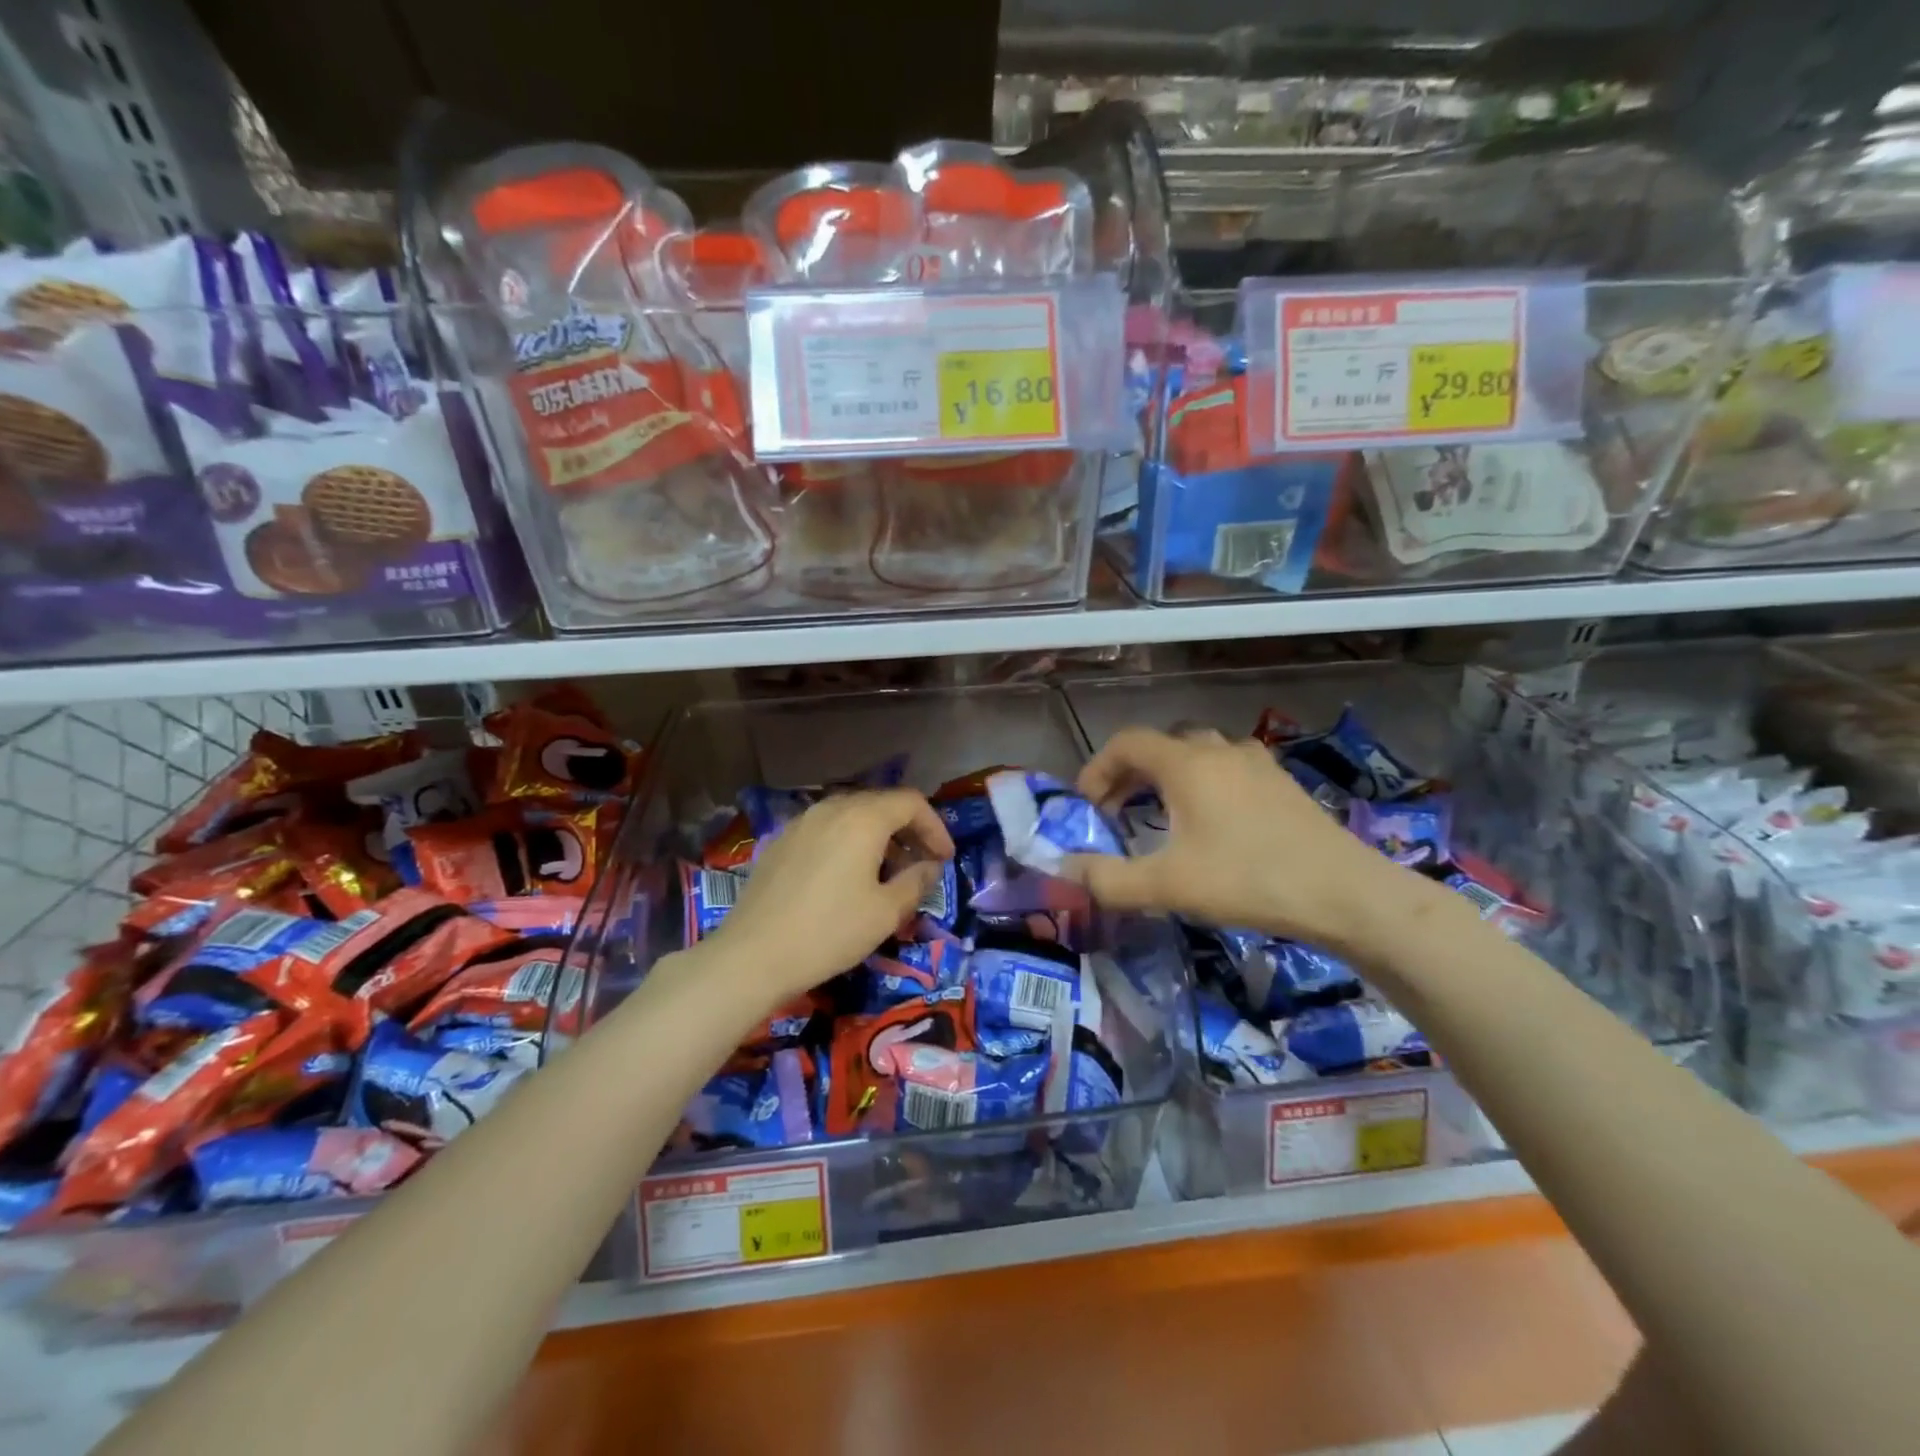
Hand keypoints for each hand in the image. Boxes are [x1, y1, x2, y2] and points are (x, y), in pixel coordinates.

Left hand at [704, 788, 955, 1004]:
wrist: (753, 955)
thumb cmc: (830, 932)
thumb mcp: (886, 912)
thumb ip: (916, 881)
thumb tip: (930, 866)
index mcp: (862, 819)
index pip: (911, 802)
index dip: (935, 827)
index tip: (945, 859)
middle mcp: (831, 809)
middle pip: (881, 804)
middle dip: (909, 830)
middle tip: (923, 864)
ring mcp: (802, 823)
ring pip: (852, 816)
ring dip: (879, 837)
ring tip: (888, 873)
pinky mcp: (781, 842)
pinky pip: (827, 830)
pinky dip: (849, 843)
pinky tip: (848, 878)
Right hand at [1061, 726, 1407, 953]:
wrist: (1345, 894)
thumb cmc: (1248, 880)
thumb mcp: (1167, 885)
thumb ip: (1108, 879)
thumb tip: (1065, 871)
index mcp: (1187, 763)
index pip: (1126, 742)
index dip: (1097, 769)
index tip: (1087, 806)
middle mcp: (1219, 750)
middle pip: (1160, 746)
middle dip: (1129, 775)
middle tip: (1116, 814)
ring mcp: (1256, 764)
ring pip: (1196, 755)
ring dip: (1166, 779)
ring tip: (1158, 818)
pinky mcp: (1281, 785)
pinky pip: (1226, 770)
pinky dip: (1201, 786)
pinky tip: (1210, 826)